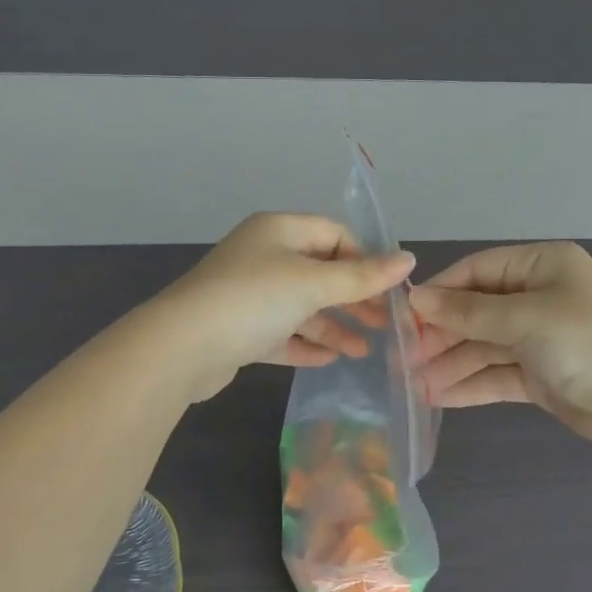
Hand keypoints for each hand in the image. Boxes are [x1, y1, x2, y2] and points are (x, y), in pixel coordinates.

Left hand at [153, 214, 414, 401]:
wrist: (182, 347)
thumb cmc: (253, 300)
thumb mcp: (313, 283)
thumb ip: (362, 276)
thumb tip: (409, 259)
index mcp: (278, 231)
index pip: (334, 234)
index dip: (364, 259)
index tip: (389, 289)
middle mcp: (262, 256)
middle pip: (319, 272)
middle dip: (353, 298)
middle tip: (384, 324)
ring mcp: (248, 294)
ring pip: (301, 306)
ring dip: (333, 326)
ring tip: (362, 351)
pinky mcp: (238, 329)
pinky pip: (280, 332)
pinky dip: (305, 343)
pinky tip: (329, 360)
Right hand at [409, 243, 591, 450]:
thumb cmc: (587, 343)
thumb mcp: (525, 319)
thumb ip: (467, 312)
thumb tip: (415, 299)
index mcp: (541, 265)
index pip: (476, 271)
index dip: (439, 293)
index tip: (403, 318)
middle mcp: (538, 296)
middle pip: (475, 311)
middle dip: (441, 335)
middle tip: (404, 359)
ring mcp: (539, 337)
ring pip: (482, 346)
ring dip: (449, 364)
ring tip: (413, 385)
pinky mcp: (540, 374)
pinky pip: (495, 373)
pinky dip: (469, 384)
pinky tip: (437, 397)